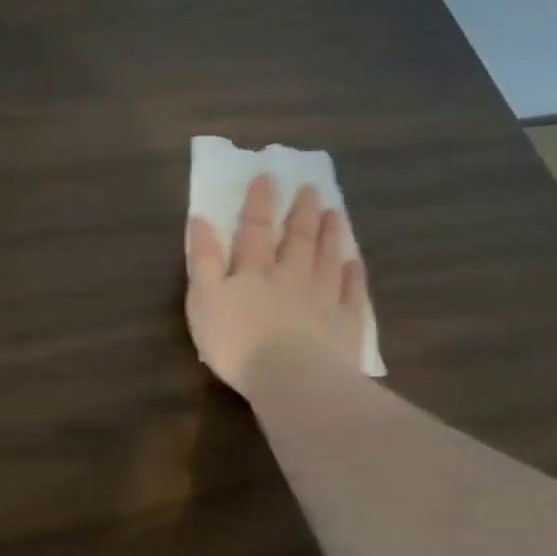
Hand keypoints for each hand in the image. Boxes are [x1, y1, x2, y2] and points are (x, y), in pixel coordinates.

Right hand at [185, 177, 368, 398]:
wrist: (292, 378)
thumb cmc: (237, 341)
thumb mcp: (204, 299)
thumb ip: (203, 259)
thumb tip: (201, 219)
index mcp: (254, 270)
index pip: (255, 228)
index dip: (259, 202)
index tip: (267, 176)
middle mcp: (291, 275)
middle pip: (298, 238)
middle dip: (301, 212)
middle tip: (311, 188)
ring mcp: (324, 297)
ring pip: (328, 257)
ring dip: (331, 234)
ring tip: (335, 213)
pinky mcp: (346, 323)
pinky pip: (353, 292)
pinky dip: (354, 274)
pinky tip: (354, 263)